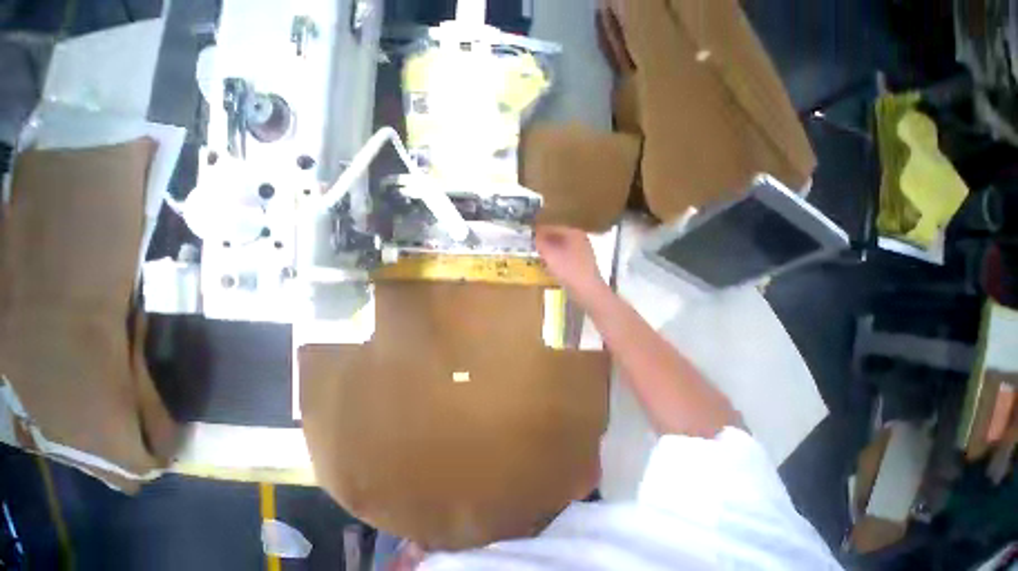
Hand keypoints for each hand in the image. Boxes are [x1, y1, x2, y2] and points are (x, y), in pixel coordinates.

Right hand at [535, 226, 605, 302]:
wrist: (588, 290)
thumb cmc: (568, 269)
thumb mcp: (550, 255)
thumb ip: (540, 243)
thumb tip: (534, 236)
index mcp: (574, 232)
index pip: (553, 226)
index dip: (540, 229)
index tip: (529, 233)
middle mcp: (580, 239)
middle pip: (558, 236)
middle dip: (545, 240)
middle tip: (532, 244)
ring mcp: (583, 251)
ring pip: (562, 246)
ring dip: (550, 249)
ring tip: (538, 254)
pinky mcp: (582, 263)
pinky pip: (566, 256)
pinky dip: (557, 258)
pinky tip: (549, 265)